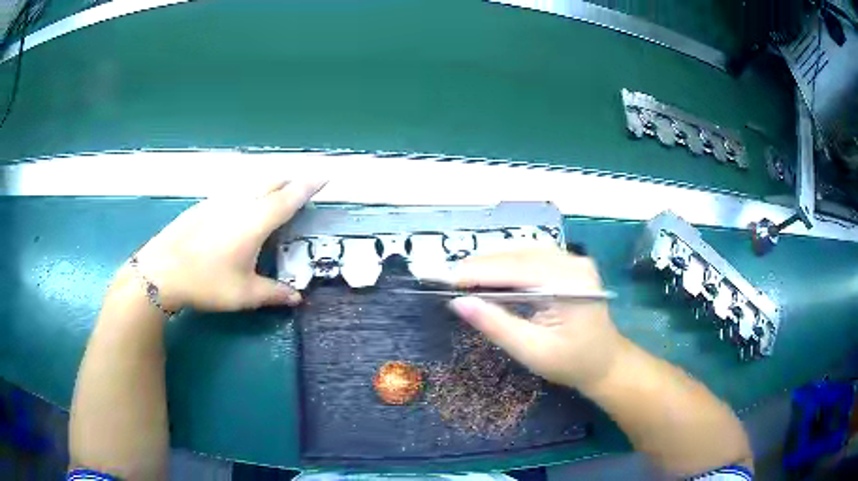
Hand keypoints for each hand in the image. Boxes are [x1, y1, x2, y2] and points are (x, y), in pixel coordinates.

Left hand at [132, 180, 324, 311]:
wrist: (162, 271)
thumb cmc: (207, 282)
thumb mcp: (244, 294)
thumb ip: (274, 293)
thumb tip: (297, 298)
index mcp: (256, 221)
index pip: (290, 197)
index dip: (310, 185)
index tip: (326, 174)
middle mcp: (240, 203)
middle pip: (271, 181)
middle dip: (290, 180)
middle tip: (301, 187)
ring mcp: (219, 200)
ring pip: (251, 183)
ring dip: (268, 184)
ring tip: (274, 195)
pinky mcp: (204, 205)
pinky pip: (234, 191)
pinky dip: (247, 193)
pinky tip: (240, 210)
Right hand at [448, 248, 626, 389]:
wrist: (606, 363)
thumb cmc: (571, 363)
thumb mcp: (531, 351)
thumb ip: (496, 325)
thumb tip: (459, 303)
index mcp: (569, 283)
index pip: (516, 268)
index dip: (479, 271)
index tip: (447, 279)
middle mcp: (574, 262)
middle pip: (519, 254)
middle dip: (483, 264)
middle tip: (451, 279)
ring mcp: (574, 260)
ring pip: (524, 251)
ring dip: (494, 261)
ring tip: (467, 276)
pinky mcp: (570, 265)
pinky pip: (533, 256)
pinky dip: (509, 263)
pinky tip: (493, 274)